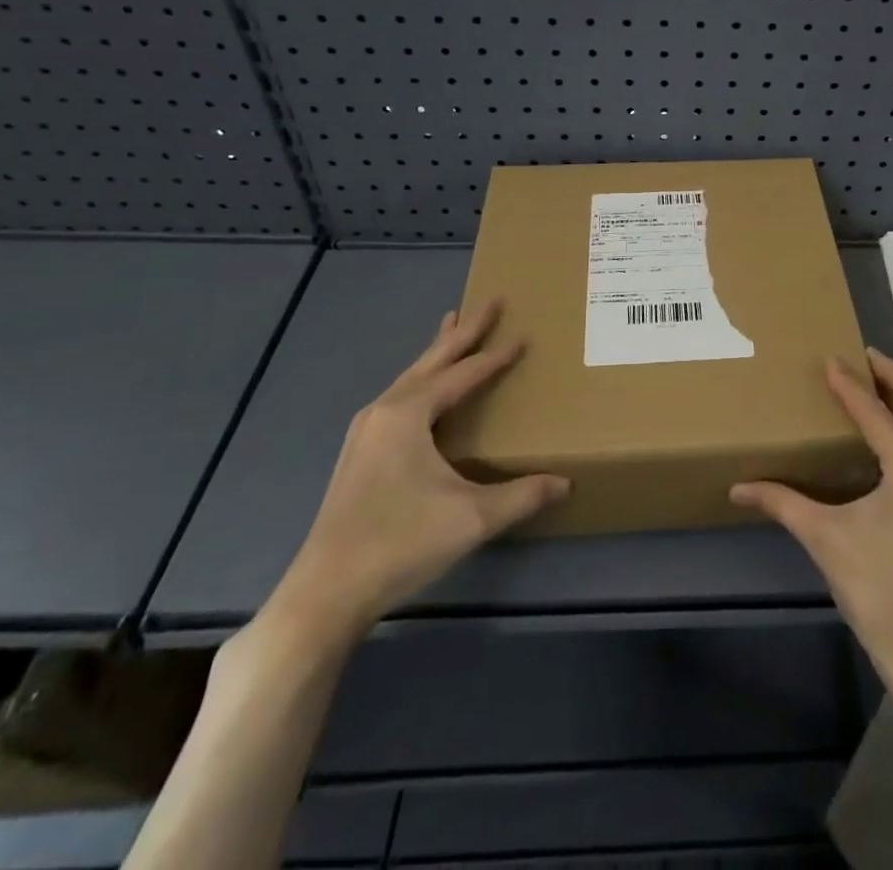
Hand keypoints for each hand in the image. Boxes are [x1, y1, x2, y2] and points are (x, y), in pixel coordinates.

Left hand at [266, 301, 567, 643]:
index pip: (463, 374)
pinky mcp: (360, 453)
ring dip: (438, 352)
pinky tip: (425, 390)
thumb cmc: (401, 543)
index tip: (523, 335)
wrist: (326, 592)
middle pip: (432, 360)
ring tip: (454, 326)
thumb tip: (566, 483)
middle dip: (464, 331)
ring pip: (411, 376)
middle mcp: (384, 411)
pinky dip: (421, 378)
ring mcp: (366, 432)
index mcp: (409, 414)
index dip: (496, 356)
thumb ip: (522, 495)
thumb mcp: (472, 518)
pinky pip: (399, 396)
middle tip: (490, 301)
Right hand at [731, 348, 892, 696]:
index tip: (829, 359)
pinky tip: (888, 426)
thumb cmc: (878, 593)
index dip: (850, 384)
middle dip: (892, 373)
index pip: (877, 413)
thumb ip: (782, 503)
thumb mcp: (826, 540)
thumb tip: (738, 488)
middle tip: (860, 357)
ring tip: (873, 381)